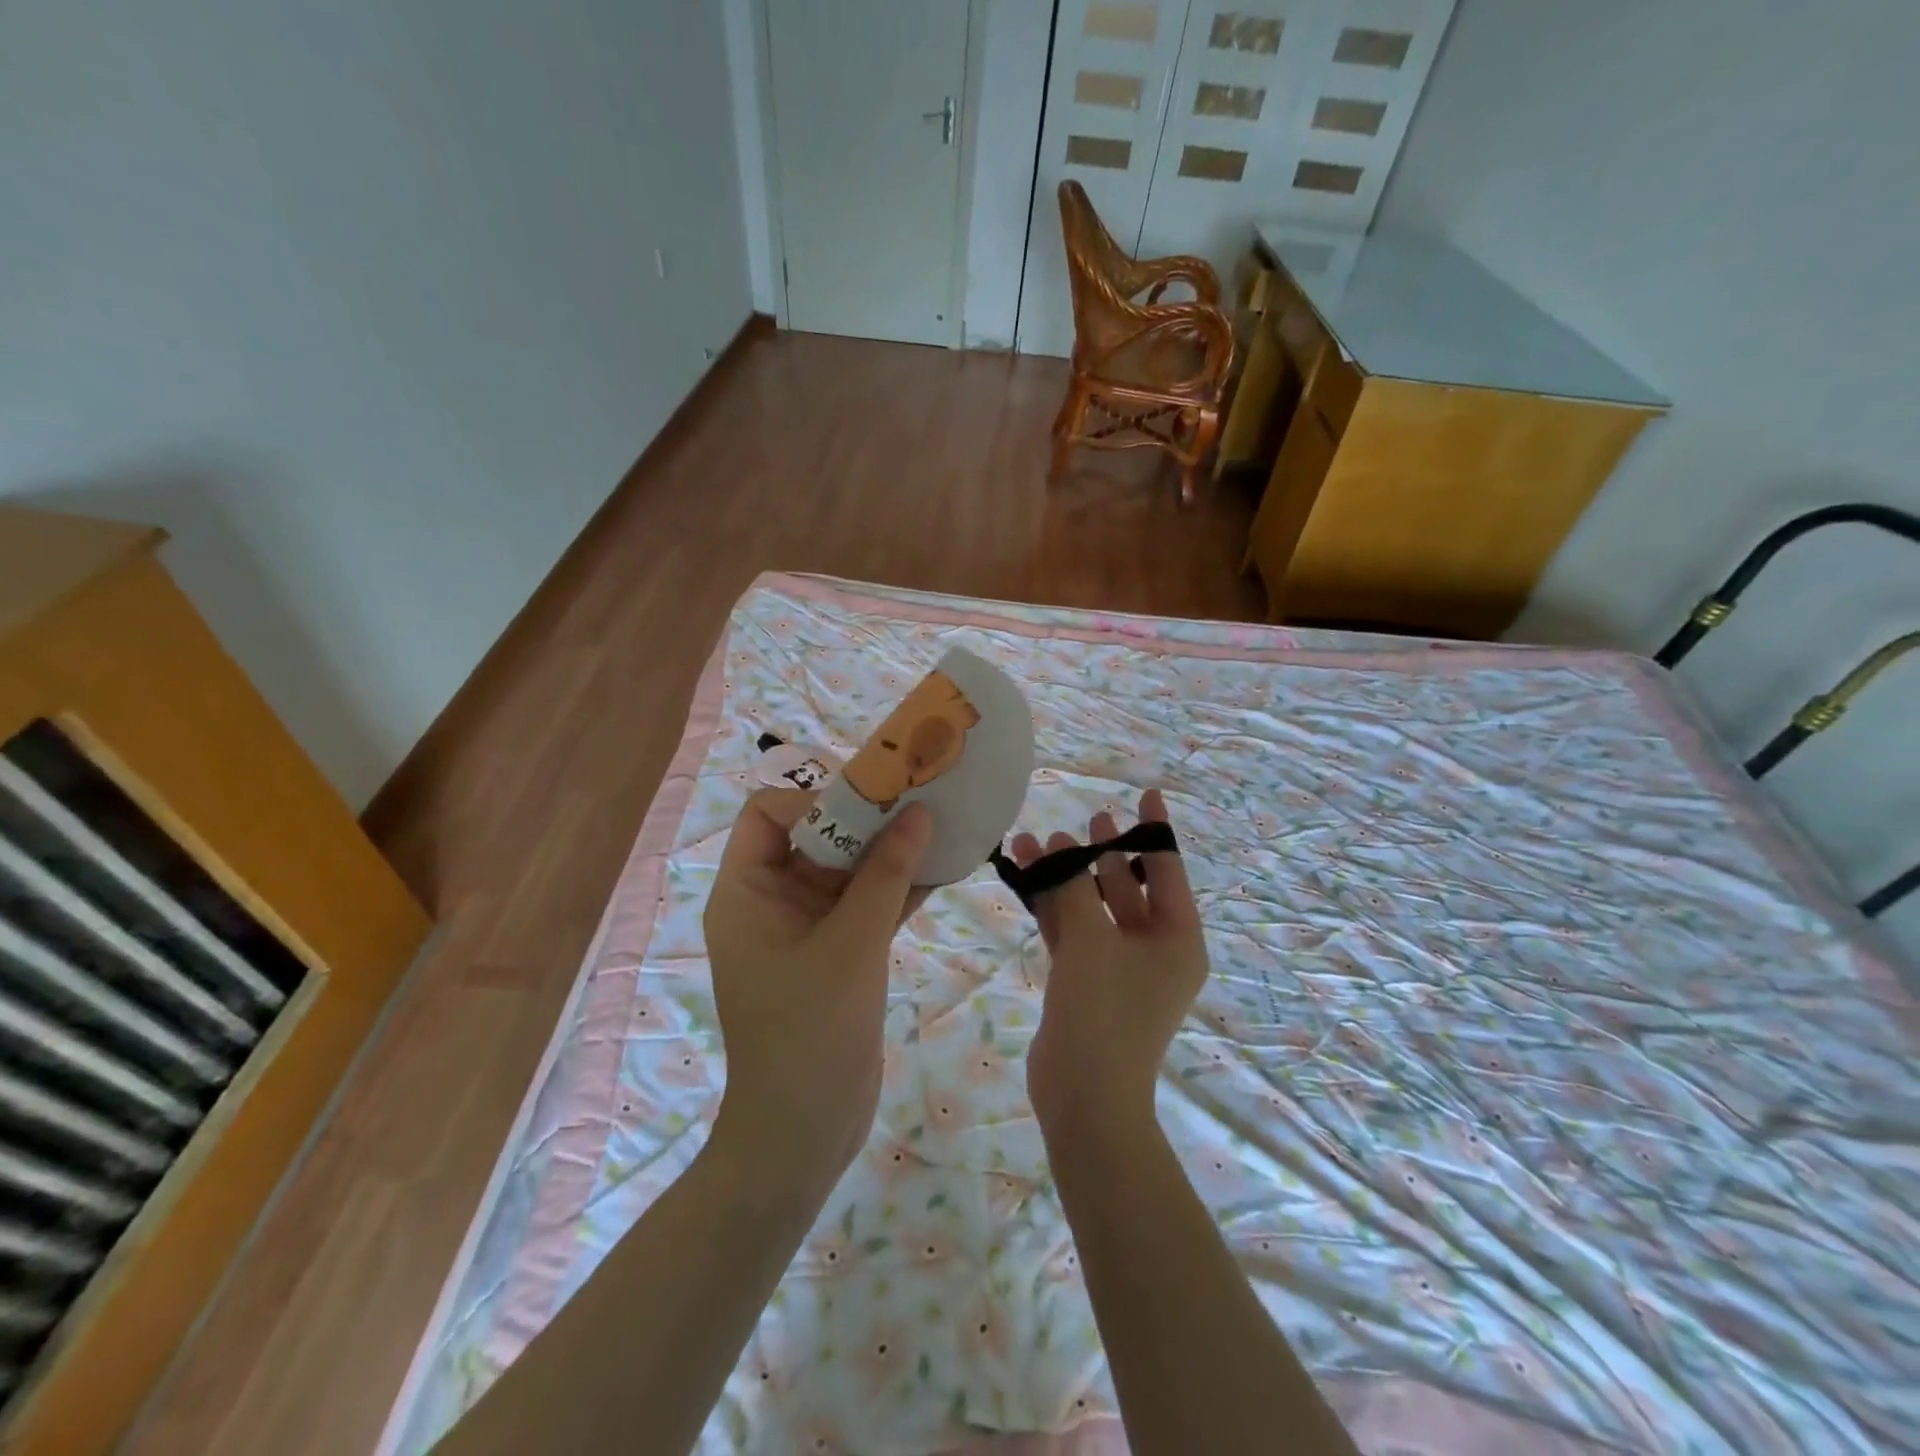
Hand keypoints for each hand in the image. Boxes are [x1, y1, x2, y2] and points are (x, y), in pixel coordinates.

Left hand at [703, 789, 930, 1197]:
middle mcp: (771, 902)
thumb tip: (918, 812)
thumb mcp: (851, 945)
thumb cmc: (811, 1032)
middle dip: (866, 819)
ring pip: (847, 871)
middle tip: (918, 800)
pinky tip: (943, 869)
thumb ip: (886, 875)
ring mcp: (806, 929)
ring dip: (889, 852)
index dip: (814, 799)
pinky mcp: (837, 954)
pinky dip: (898, 888)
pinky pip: (866, 905)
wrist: (803, 1134)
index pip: (767, 814)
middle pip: (815, 837)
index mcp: (746, 893)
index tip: (870, 802)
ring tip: (939, 825)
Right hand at [1012, 789, 1207, 1140]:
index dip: (1154, 829)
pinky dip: (1053, 905)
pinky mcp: (1088, 980)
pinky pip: (1073, 930)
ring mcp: (1120, 966)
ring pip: (1094, 907)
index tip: (1145, 793)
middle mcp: (1155, 948)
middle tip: (1087, 818)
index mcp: (1178, 938)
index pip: (1167, 869)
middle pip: (1129, 886)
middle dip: (1103, 852)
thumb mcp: (1091, 939)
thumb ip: (1075, 888)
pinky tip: (1027, 875)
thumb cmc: (1104, 1011)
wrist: (1084, 1095)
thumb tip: (1060, 848)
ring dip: (1068, 876)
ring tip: (1039, 839)